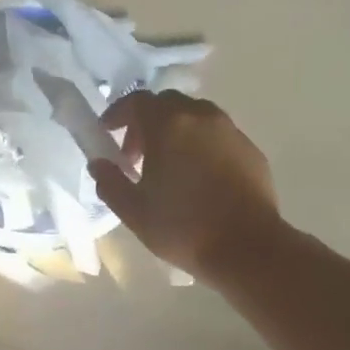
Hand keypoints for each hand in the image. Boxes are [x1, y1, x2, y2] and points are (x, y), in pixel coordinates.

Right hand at [90, 91, 282, 282]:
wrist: (247, 248)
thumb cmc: (183, 228)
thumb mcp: (134, 211)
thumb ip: (110, 182)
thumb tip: (98, 164)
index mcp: (169, 125)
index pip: (137, 100)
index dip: (118, 113)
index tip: (108, 134)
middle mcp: (201, 117)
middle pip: (167, 104)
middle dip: (146, 123)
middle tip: (136, 156)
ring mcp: (230, 131)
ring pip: (195, 117)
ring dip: (175, 132)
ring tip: (168, 167)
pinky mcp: (250, 150)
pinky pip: (217, 136)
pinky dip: (200, 145)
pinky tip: (198, 178)